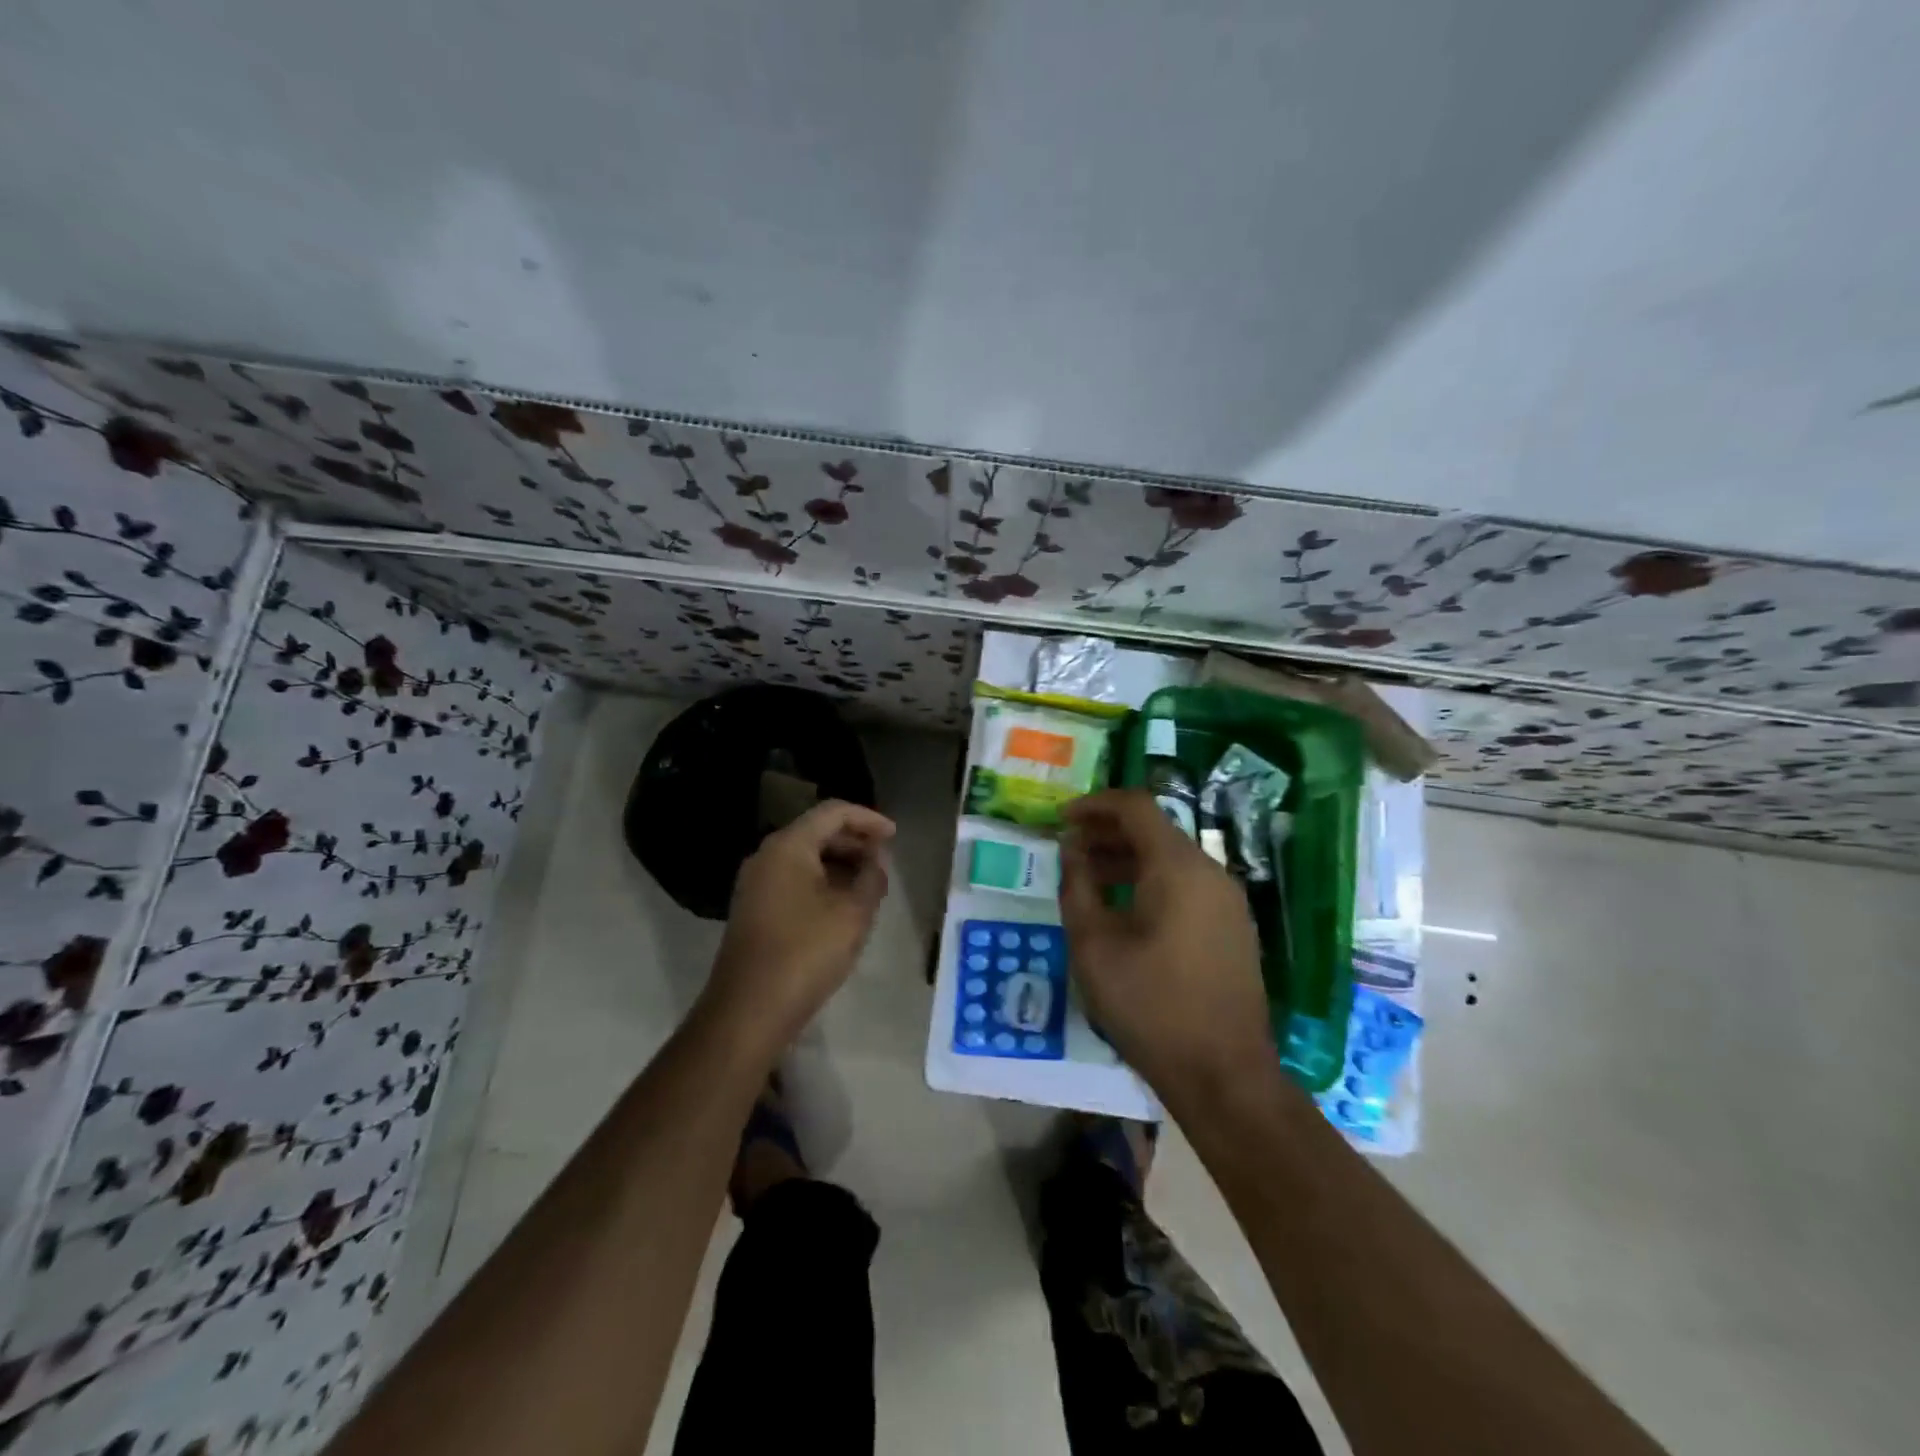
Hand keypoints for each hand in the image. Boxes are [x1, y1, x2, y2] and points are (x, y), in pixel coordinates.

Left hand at [705, 800, 895, 1050]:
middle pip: (817, 832)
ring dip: (840, 864)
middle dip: (855, 842)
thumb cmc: (806, 953)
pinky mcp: (754, 909)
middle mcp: (767, 856)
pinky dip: (822, 882)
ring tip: (870, 885)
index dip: (868, 819)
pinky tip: (843, 906)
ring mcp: (756, 884)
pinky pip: (793, 880)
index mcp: (788, 846)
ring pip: (805, 858)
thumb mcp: (853, 913)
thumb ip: (871, 877)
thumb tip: (876, 860)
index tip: (895, 836)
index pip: (833, 812)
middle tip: (885, 861)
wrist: (748, 1011)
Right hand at [1059, 789, 1278, 1103]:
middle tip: (1069, 849)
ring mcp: (1227, 900)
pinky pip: (1187, 885)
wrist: (1224, 1074)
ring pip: (1171, 859)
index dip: (1095, 804)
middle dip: (1107, 832)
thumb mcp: (1094, 945)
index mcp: (1177, 867)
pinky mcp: (1233, 927)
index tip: (1062, 819)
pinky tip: (1124, 910)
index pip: (1136, 806)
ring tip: (1088, 879)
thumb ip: (1077, 886)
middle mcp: (1209, 872)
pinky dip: (1150, 882)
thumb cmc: (1150, 1006)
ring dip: (1127, 859)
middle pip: (1155, 830)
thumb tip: (1072, 848)